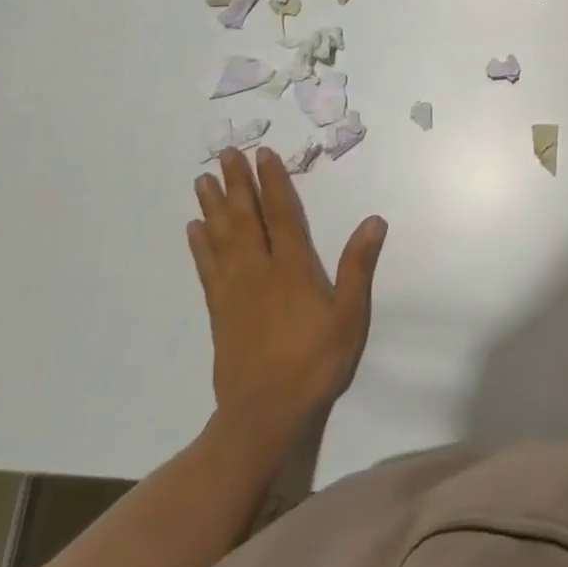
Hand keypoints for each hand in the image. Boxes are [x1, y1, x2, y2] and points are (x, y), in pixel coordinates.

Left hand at [188, 147, 387, 449]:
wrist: (263, 413)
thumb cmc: (314, 362)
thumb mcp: (348, 316)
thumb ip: (358, 266)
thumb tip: (373, 220)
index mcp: (291, 268)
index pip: (280, 214)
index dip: (272, 182)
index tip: (262, 154)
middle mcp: (258, 271)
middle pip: (244, 218)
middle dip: (236, 184)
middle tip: (225, 153)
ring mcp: (233, 290)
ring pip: (220, 238)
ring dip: (212, 206)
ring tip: (202, 180)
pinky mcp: (219, 311)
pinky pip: (206, 269)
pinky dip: (199, 246)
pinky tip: (194, 230)